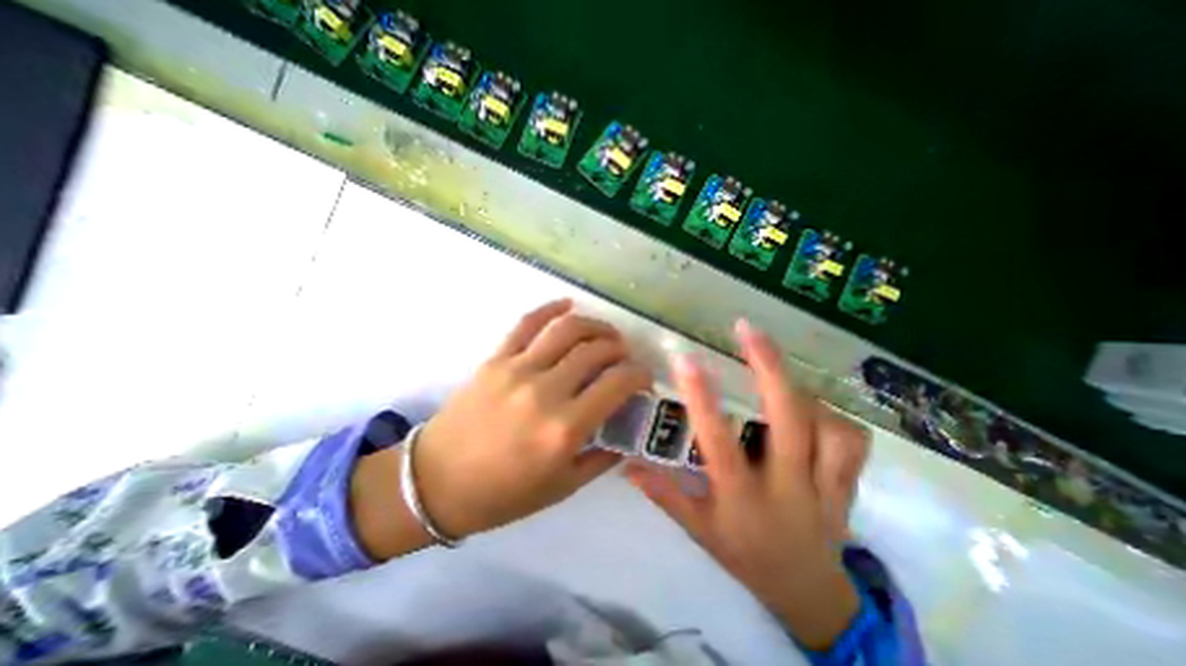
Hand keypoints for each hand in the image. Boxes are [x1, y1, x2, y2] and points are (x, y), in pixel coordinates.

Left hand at [412, 299, 647, 543]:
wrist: (435, 482)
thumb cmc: (503, 494)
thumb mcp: (563, 486)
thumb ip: (603, 457)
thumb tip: (628, 434)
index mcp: (564, 429)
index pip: (617, 383)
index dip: (639, 375)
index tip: (643, 379)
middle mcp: (544, 391)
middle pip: (595, 350)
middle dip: (620, 348)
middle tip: (624, 357)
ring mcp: (517, 369)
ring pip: (566, 329)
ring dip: (594, 325)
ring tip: (605, 333)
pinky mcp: (496, 359)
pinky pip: (527, 323)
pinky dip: (551, 308)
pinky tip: (567, 305)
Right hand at [630, 321, 867, 647]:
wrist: (807, 595)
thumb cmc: (744, 556)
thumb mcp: (699, 530)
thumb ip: (664, 494)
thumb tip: (628, 464)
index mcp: (743, 496)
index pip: (718, 441)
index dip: (701, 397)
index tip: (685, 358)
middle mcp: (787, 486)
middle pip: (788, 419)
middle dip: (768, 367)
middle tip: (748, 330)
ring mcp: (824, 486)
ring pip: (828, 426)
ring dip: (802, 390)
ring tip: (776, 369)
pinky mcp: (847, 487)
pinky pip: (851, 443)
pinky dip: (833, 418)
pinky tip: (813, 408)